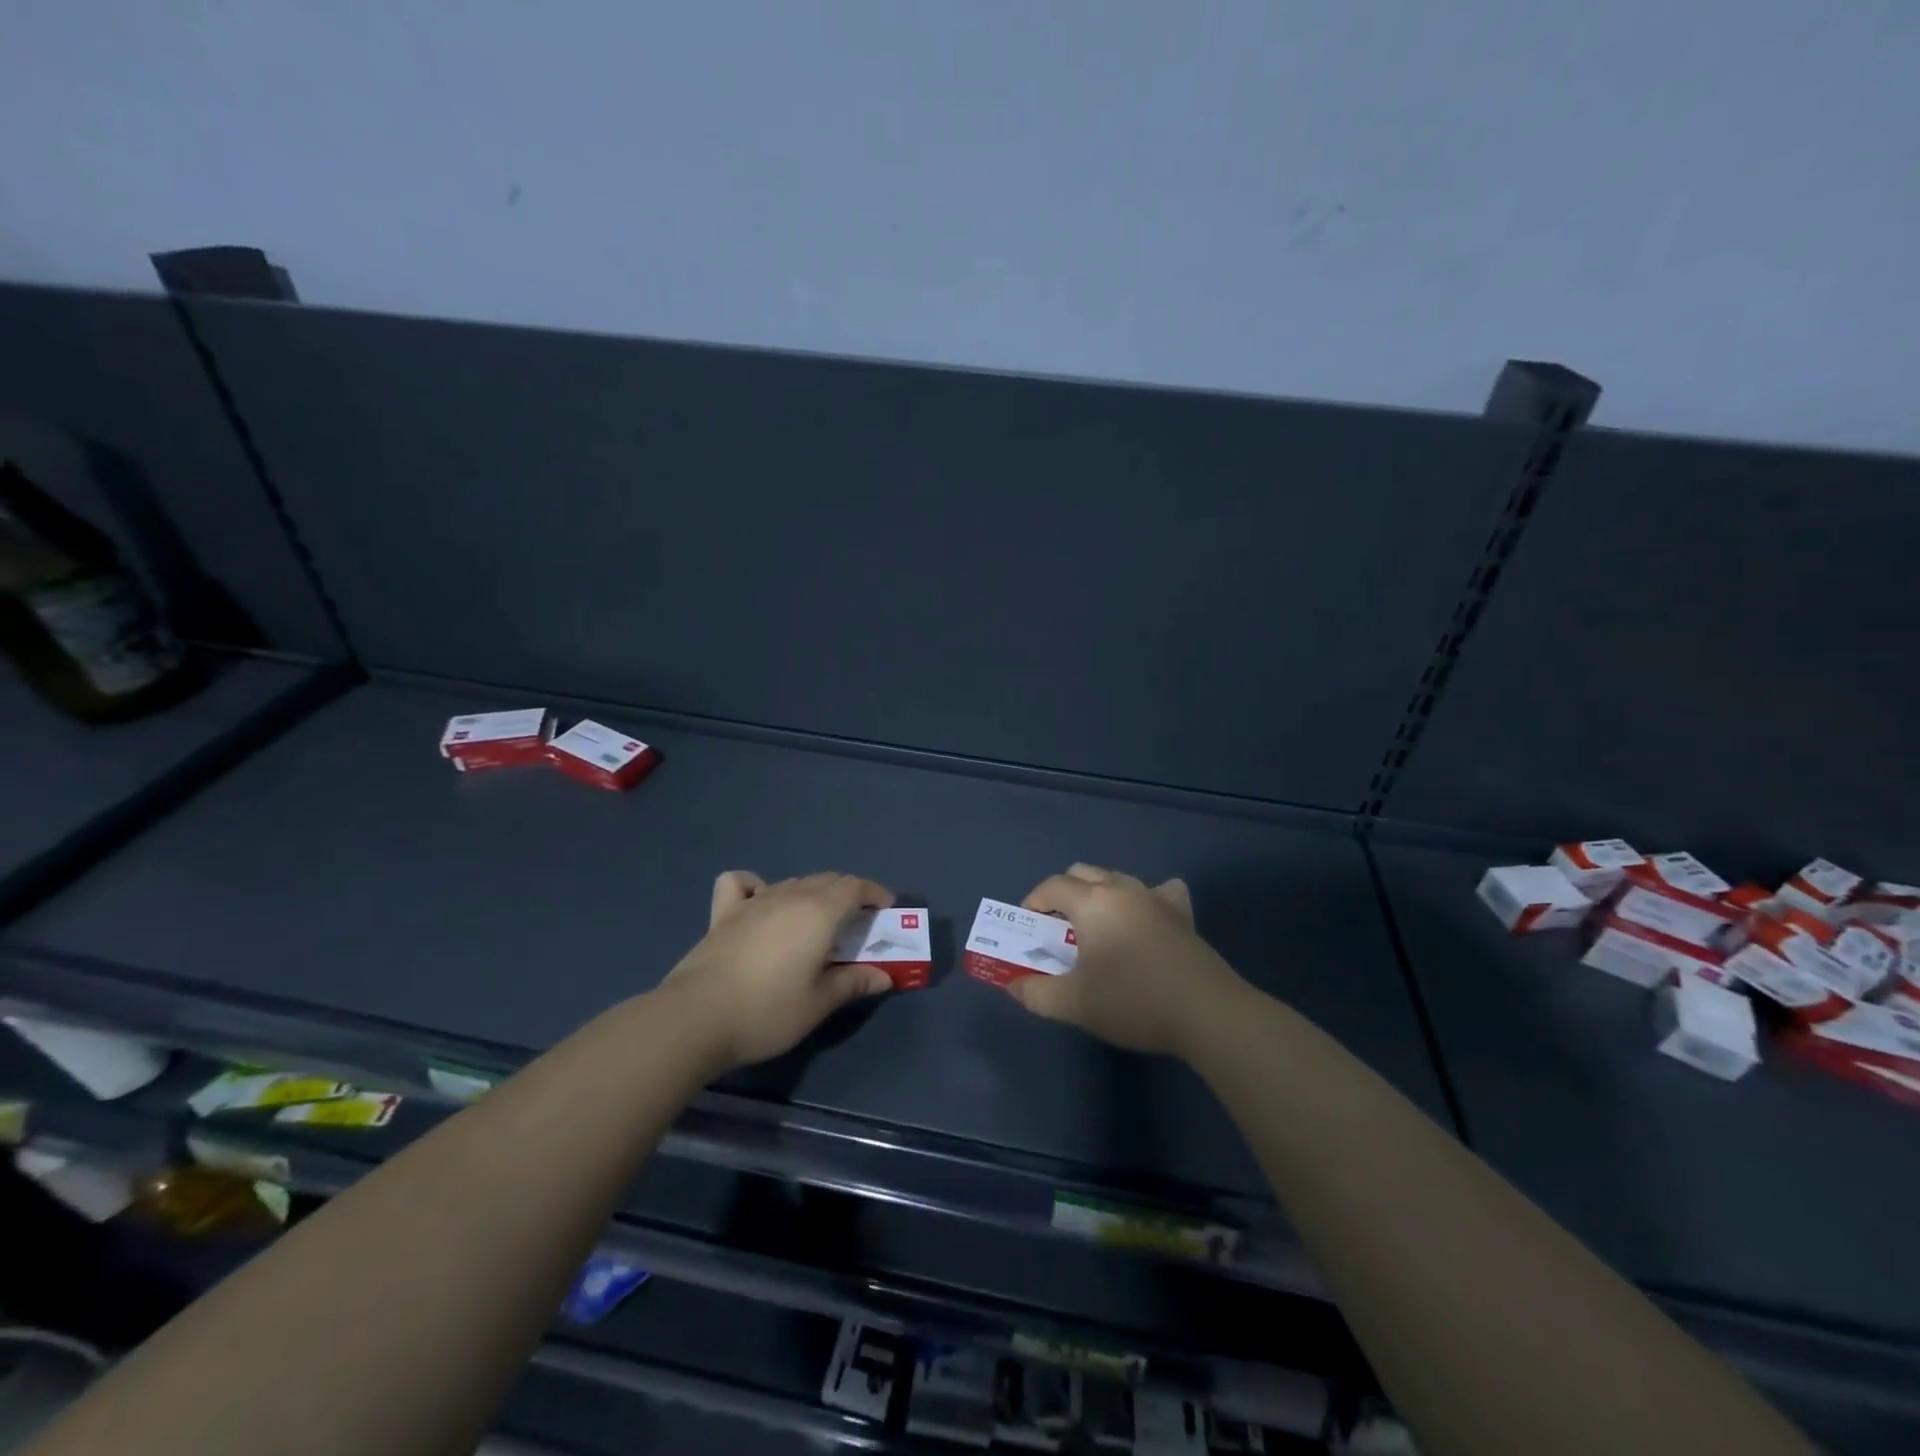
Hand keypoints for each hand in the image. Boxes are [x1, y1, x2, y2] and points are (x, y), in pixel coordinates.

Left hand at [660, 871, 895, 1070]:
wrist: (696, 1017)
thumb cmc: (768, 1011)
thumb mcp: (819, 1003)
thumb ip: (854, 983)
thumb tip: (884, 976)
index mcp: (819, 912)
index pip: (855, 886)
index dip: (874, 893)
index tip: (885, 910)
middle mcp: (789, 896)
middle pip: (827, 879)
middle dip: (848, 894)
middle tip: (856, 923)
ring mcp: (753, 902)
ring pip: (792, 882)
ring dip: (812, 893)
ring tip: (816, 921)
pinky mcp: (722, 914)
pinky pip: (741, 884)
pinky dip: (755, 886)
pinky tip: (759, 903)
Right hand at [1004, 864, 1244, 1056]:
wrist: (1206, 1012)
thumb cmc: (1132, 1001)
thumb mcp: (1074, 1004)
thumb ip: (1036, 993)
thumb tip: (1013, 986)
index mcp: (1092, 902)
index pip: (1052, 886)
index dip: (1033, 902)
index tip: (1028, 928)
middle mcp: (1122, 888)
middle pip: (1082, 873)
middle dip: (1063, 894)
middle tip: (1057, 929)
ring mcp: (1156, 897)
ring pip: (1117, 880)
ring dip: (1099, 895)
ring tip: (1097, 928)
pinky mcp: (1183, 915)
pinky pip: (1159, 892)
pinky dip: (1145, 899)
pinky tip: (1146, 919)